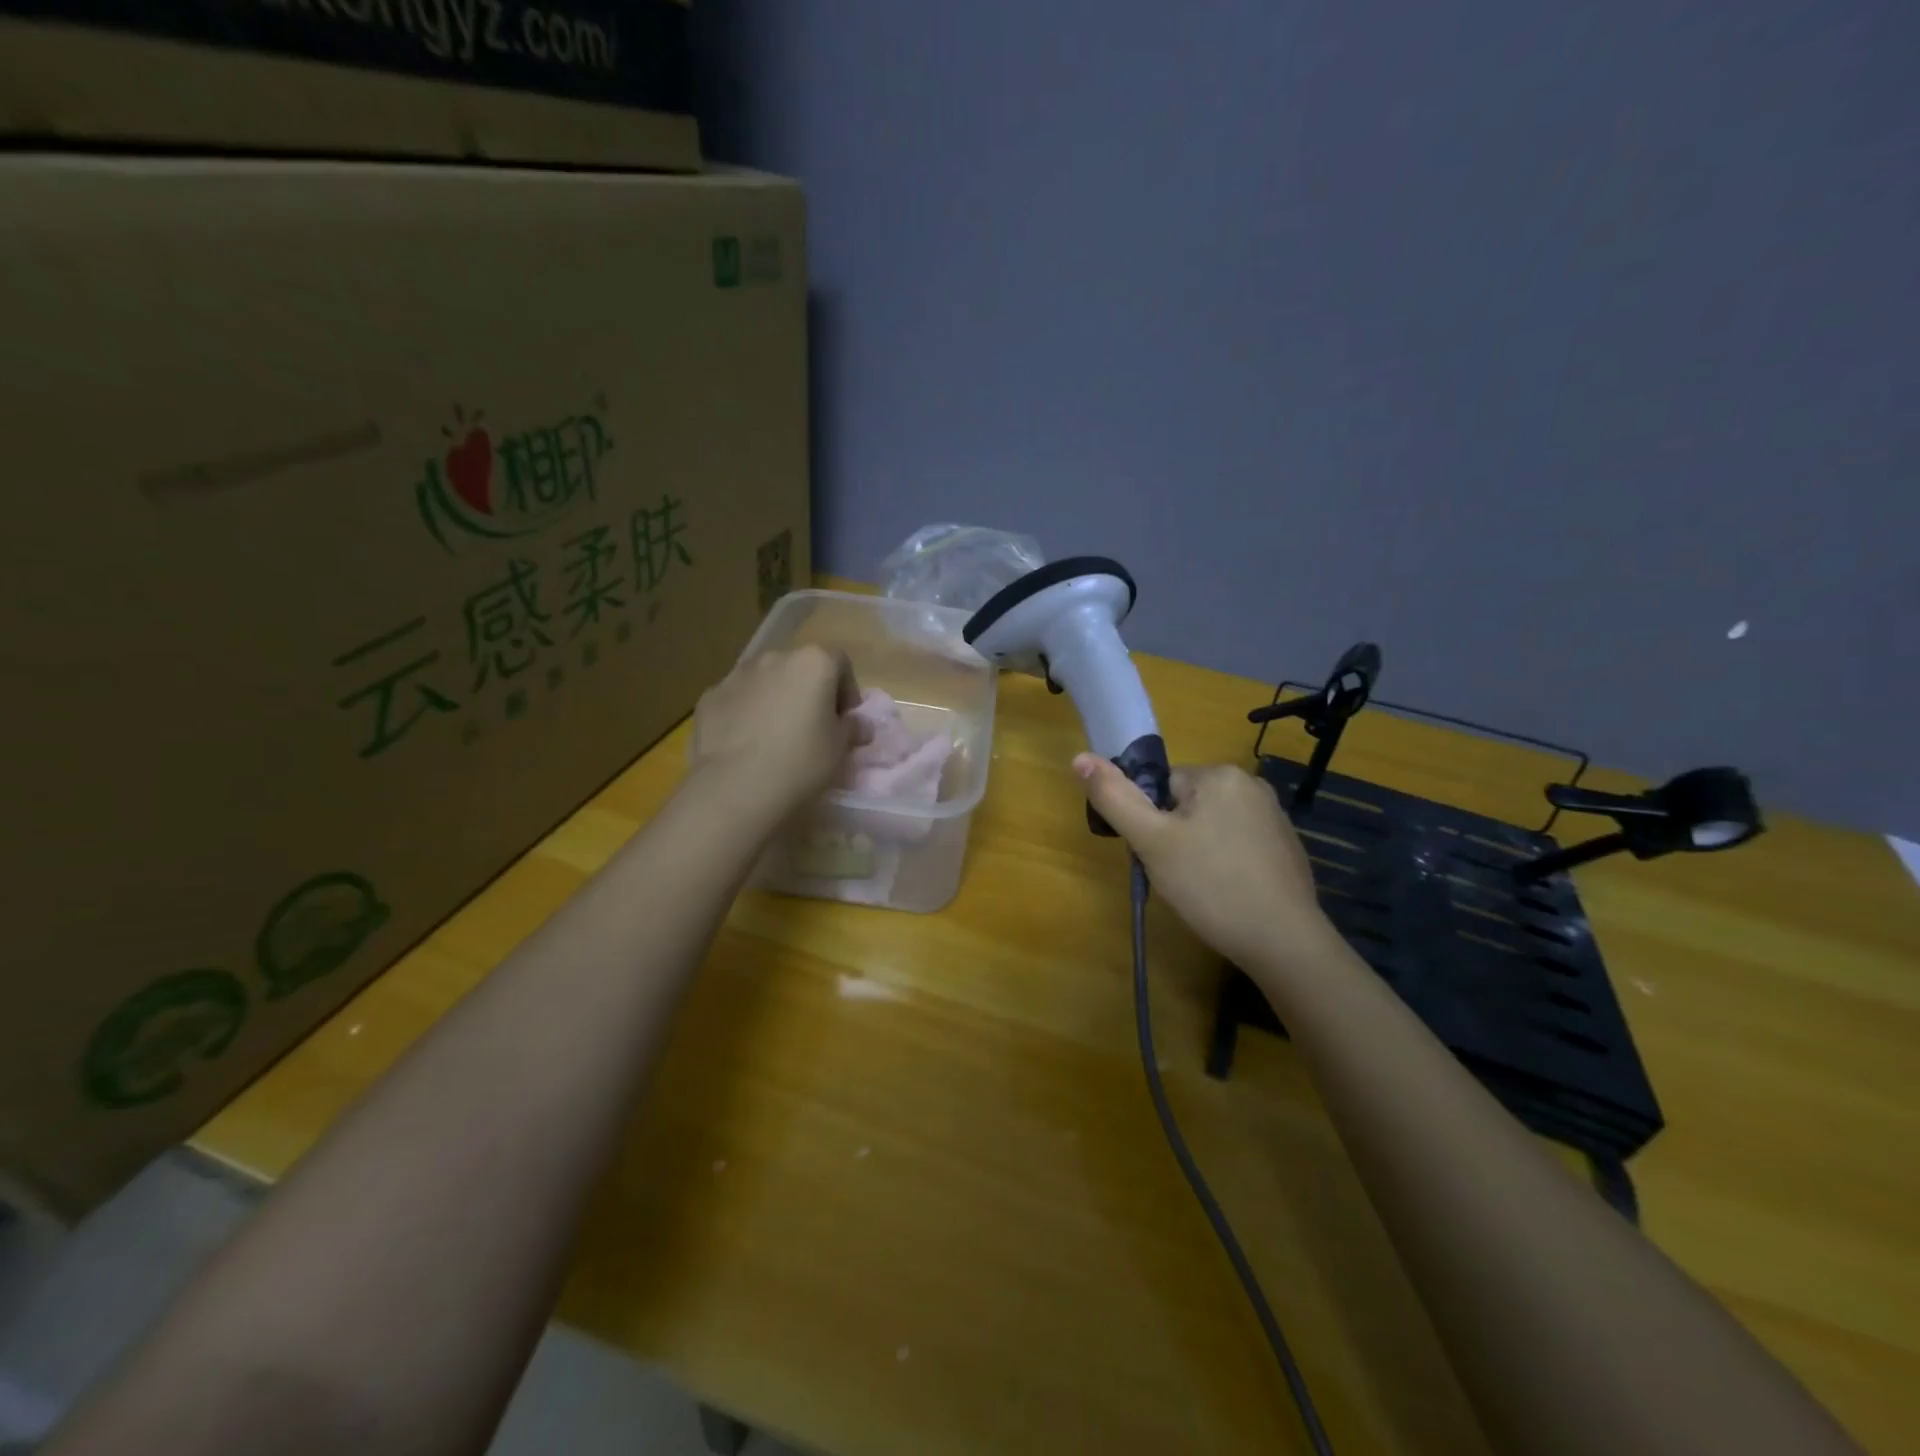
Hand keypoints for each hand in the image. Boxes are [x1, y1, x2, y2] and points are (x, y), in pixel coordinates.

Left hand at [691, 646, 863, 818]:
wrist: (735, 787)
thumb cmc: (801, 762)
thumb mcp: (840, 749)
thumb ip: (851, 729)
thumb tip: (857, 725)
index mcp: (813, 663)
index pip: (839, 662)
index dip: (846, 689)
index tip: (845, 718)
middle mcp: (774, 658)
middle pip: (799, 668)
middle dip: (808, 691)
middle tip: (812, 727)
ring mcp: (737, 675)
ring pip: (766, 681)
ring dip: (775, 699)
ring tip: (776, 736)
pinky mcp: (710, 696)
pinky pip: (738, 699)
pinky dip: (746, 713)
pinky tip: (746, 744)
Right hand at [1074, 756, 1334, 970]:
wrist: (1285, 942)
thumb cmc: (1211, 886)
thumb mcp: (1151, 842)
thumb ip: (1114, 798)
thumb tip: (1078, 757)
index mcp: (1219, 774)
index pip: (1160, 786)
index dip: (1149, 822)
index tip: (1156, 855)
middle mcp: (1251, 784)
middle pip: (1185, 804)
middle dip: (1173, 837)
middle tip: (1177, 876)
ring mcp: (1274, 816)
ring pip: (1210, 826)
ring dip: (1198, 851)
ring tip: (1201, 889)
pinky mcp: (1286, 847)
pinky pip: (1238, 845)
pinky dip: (1226, 865)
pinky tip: (1227, 894)